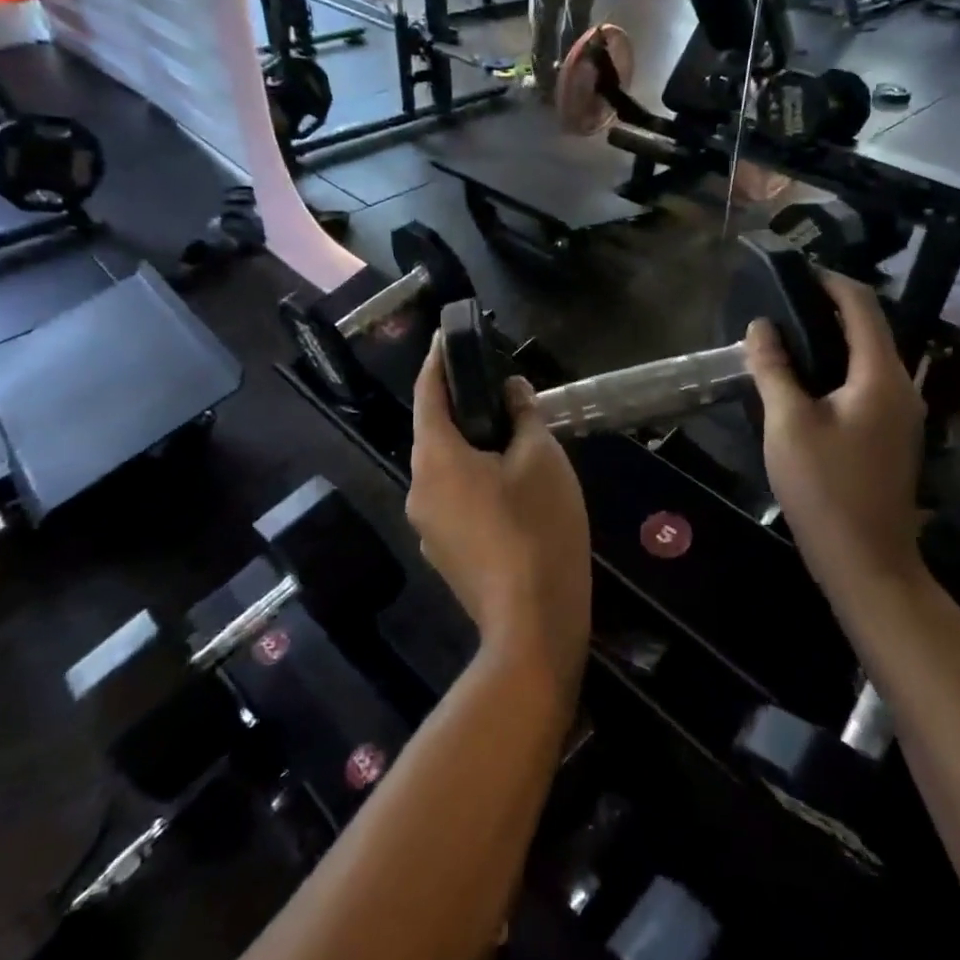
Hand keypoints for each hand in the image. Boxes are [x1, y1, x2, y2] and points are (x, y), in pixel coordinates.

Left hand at [409, 336, 590, 685]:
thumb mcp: (541, 459)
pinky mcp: (444, 553)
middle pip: (434, 433)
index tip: (447, 336)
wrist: (533, 623)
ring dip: (470, 447)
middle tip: (498, 389)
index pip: (427, 393)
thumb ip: (522, 416)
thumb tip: (510, 391)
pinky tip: (509, 490)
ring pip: (446, 469)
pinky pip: (454, 499)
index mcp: (436, 458)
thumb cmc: (537, 527)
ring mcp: (427, 526)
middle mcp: (419, 488)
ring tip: (510, 438)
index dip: (437, 360)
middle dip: (461, 407)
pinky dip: (474, 481)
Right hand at [744, 272, 925, 588]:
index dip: (829, 281)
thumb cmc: (825, 488)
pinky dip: (836, 370)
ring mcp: (901, 414)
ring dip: (829, 341)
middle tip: (778, 305)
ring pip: (866, 358)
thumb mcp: (787, 423)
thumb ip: (773, 369)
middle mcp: (901, 386)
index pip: (862, 305)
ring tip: (783, 339)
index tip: (792, 272)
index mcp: (881, 375)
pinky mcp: (892, 436)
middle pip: (868, 328)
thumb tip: (760, 327)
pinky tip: (803, 382)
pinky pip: (865, 384)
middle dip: (825, 309)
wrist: (867, 562)